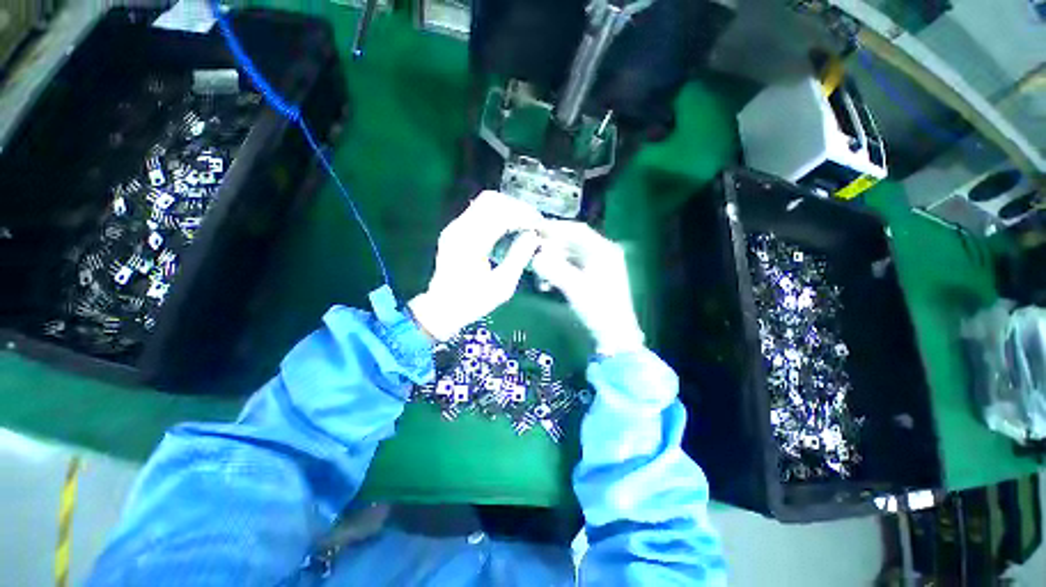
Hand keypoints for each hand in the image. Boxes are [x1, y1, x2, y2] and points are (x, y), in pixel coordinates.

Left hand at [409, 191, 542, 340]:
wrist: (442, 308)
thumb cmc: (473, 301)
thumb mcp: (502, 286)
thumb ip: (519, 258)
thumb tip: (533, 237)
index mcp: (471, 243)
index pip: (501, 215)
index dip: (524, 216)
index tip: (539, 225)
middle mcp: (459, 229)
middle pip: (492, 200)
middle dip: (516, 208)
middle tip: (533, 222)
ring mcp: (454, 227)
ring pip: (484, 202)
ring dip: (507, 209)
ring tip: (523, 223)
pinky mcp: (454, 230)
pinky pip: (478, 212)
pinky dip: (496, 214)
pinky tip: (508, 228)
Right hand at [531, 221, 644, 355]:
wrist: (614, 334)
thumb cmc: (598, 309)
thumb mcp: (574, 287)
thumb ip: (553, 270)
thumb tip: (534, 257)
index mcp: (604, 250)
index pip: (577, 230)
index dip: (555, 228)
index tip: (535, 229)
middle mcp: (603, 253)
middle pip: (572, 242)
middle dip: (551, 248)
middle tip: (533, 253)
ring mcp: (598, 265)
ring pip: (570, 255)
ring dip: (553, 261)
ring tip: (539, 273)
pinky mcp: (593, 277)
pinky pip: (571, 267)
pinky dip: (558, 271)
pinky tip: (547, 284)